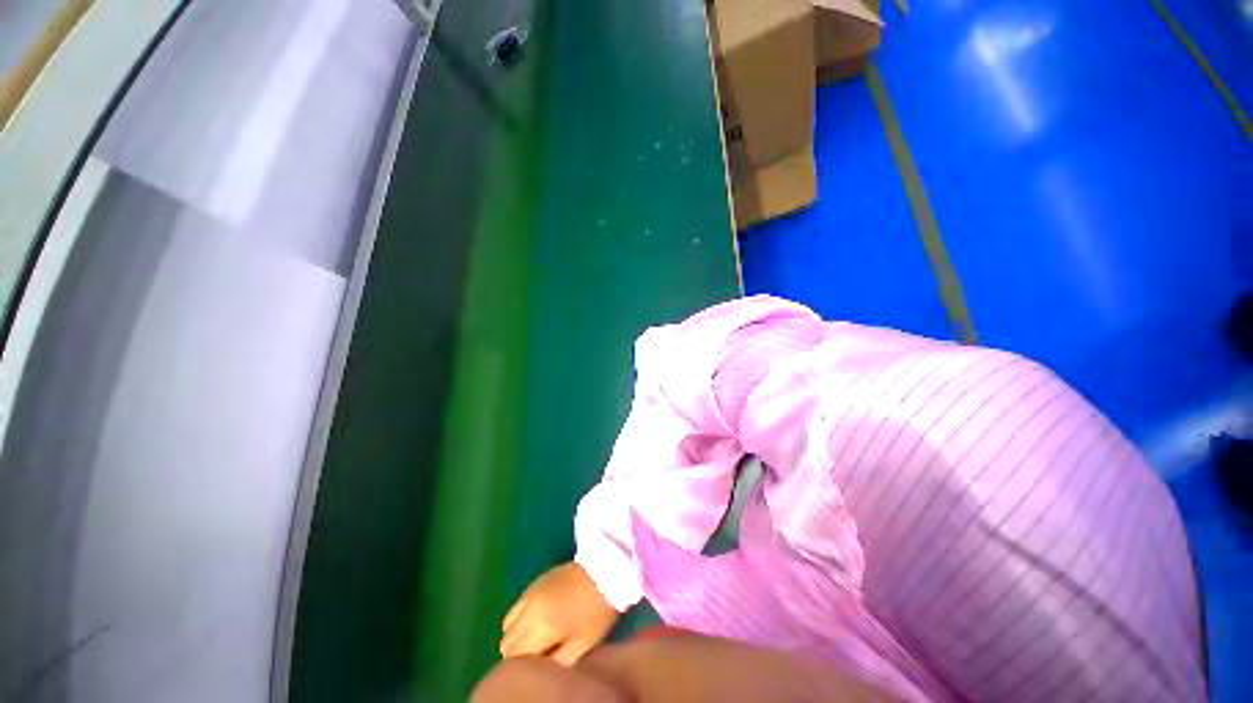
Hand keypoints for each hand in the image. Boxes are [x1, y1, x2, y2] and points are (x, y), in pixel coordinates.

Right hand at [500, 561, 620, 664]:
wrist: (603, 571)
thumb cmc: (596, 611)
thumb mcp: (583, 644)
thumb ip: (558, 661)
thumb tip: (543, 669)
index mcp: (540, 627)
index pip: (515, 657)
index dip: (522, 669)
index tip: (536, 670)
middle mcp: (529, 610)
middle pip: (506, 641)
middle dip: (515, 653)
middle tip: (534, 657)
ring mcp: (530, 593)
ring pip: (507, 623)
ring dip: (515, 635)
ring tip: (533, 640)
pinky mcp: (535, 582)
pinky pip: (516, 606)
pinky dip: (519, 618)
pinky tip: (535, 621)